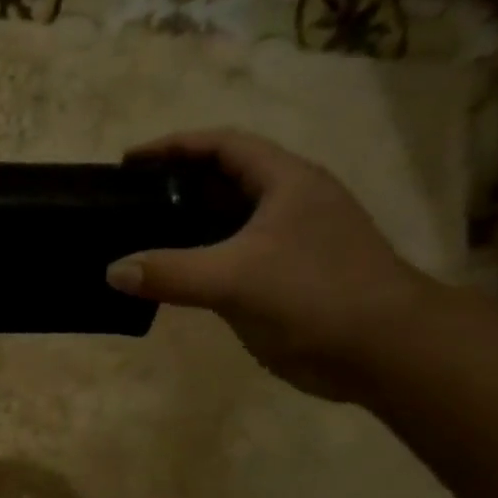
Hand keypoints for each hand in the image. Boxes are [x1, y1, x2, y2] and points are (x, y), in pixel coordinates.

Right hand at [106, 129, 439, 401]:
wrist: (384, 351)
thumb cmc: (316, 295)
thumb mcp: (235, 278)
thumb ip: (170, 272)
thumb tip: (113, 271)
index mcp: (286, 183)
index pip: (224, 146)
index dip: (176, 146)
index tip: (129, 160)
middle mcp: (287, 205)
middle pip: (221, 180)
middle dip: (173, 185)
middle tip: (125, 200)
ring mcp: (285, 243)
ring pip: (223, 223)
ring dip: (181, 226)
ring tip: (134, 235)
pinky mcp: (279, 279)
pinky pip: (225, 258)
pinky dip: (193, 261)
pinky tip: (164, 277)